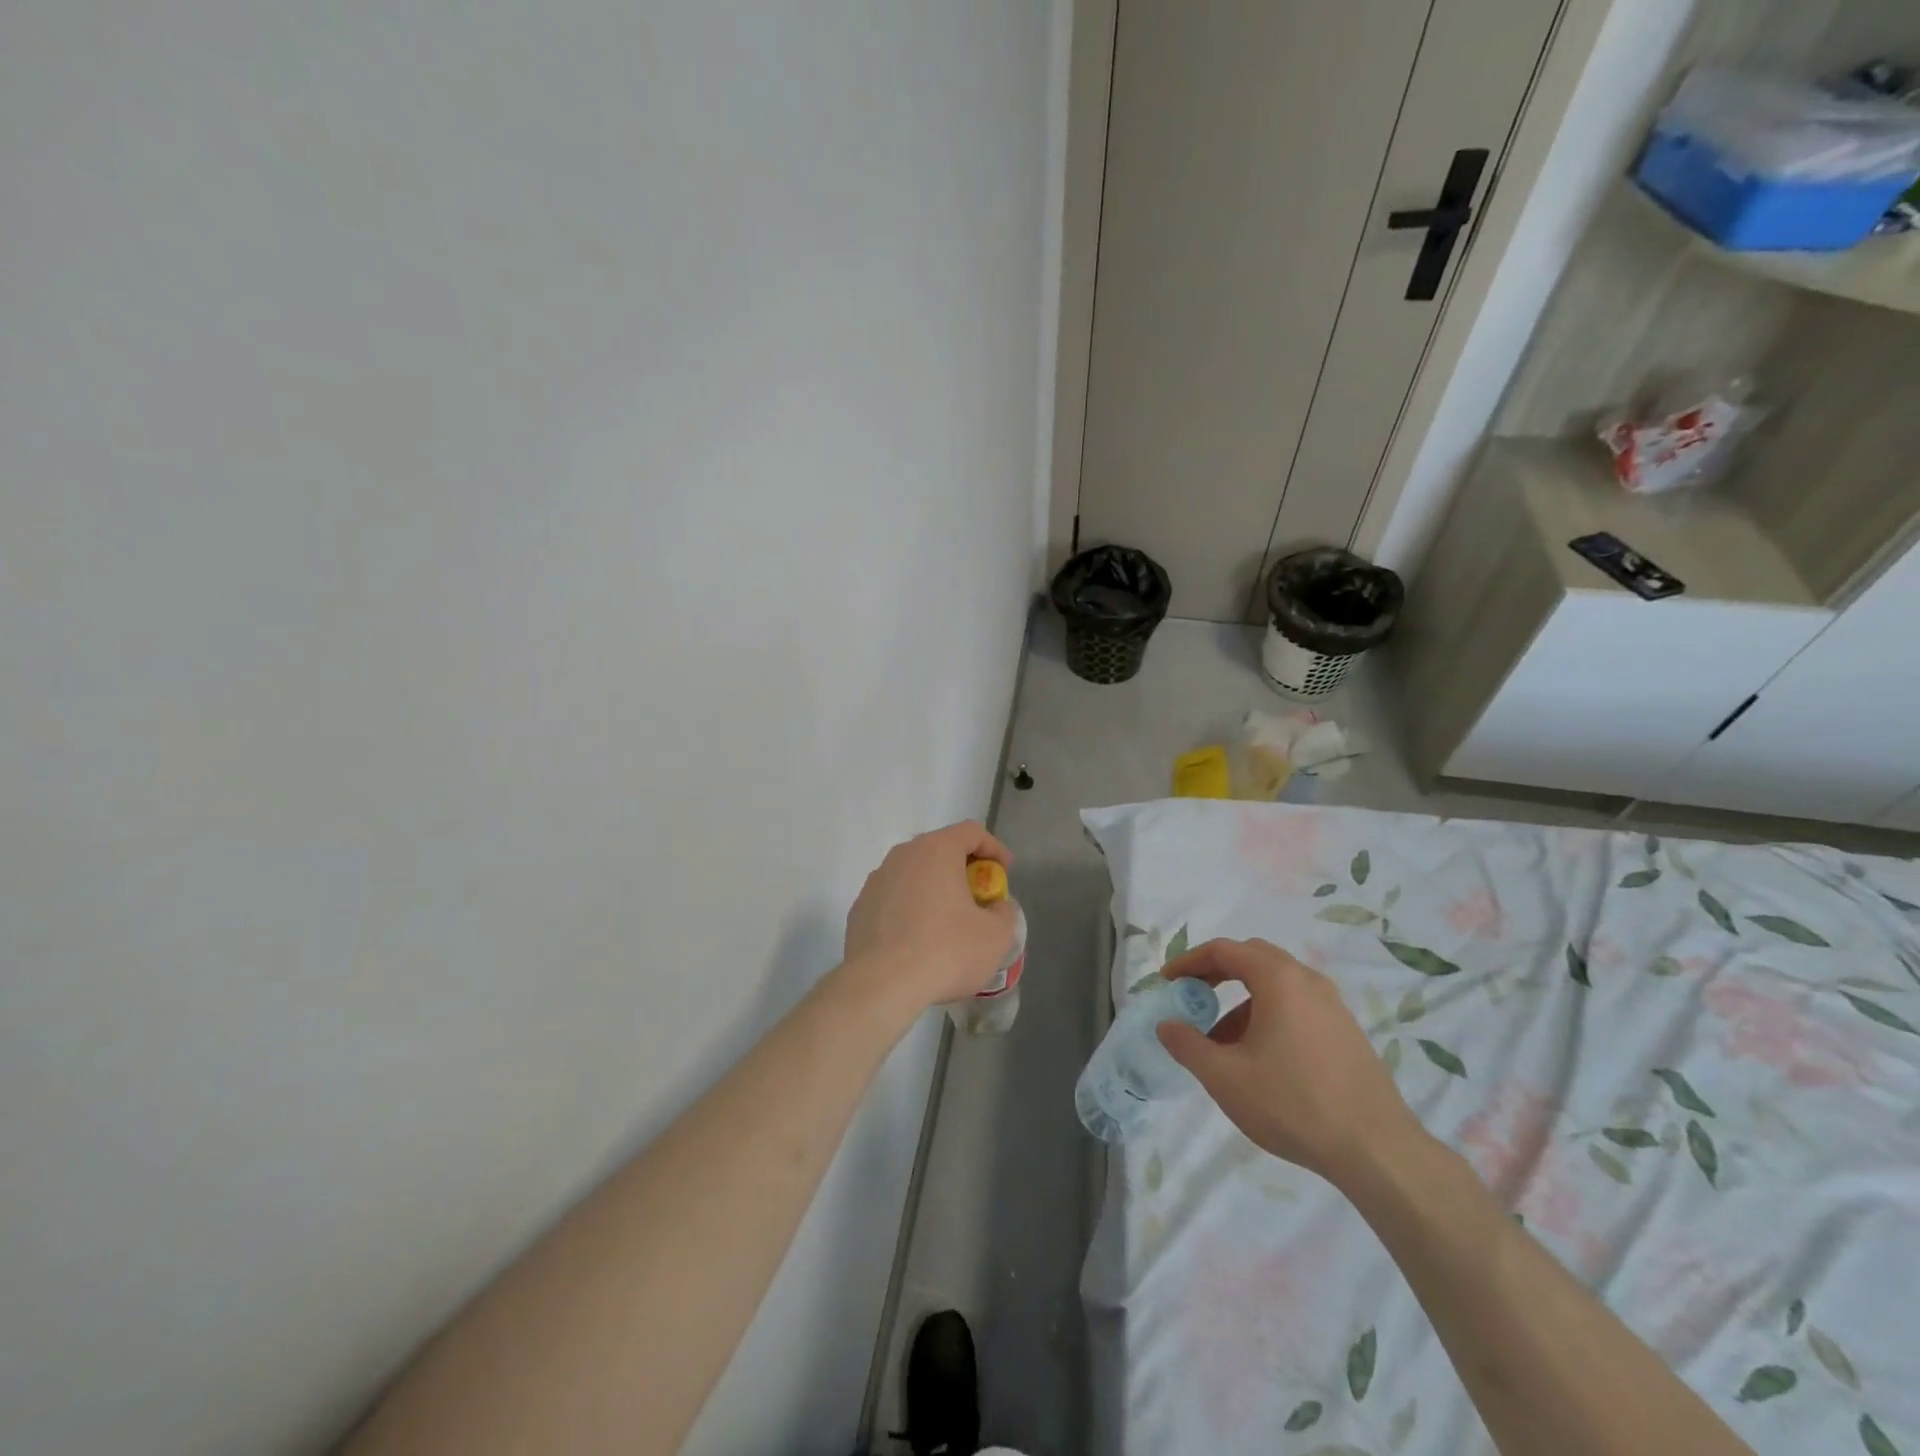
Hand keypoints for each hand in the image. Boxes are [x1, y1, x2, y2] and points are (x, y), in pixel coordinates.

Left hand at [842, 822, 1016, 1012]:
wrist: (881, 985)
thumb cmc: (945, 952)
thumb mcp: (996, 936)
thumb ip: (1003, 912)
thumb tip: (994, 907)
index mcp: (936, 850)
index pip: (971, 832)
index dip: (993, 848)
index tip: (1004, 873)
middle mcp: (903, 855)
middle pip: (940, 850)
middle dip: (963, 869)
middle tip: (979, 898)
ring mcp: (876, 880)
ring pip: (914, 874)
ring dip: (935, 889)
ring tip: (948, 922)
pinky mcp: (860, 907)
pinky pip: (894, 898)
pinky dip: (910, 909)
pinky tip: (918, 940)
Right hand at [1157, 939, 1426, 1188]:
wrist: (1377, 1151)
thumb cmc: (1292, 1103)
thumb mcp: (1225, 1077)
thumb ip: (1187, 1045)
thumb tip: (1166, 1025)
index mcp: (1278, 979)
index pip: (1223, 950)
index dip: (1189, 961)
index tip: (1167, 982)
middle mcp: (1308, 981)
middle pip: (1253, 958)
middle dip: (1217, 973)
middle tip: (1193, 997)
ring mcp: (1333, 1006)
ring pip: (1277, 985)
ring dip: (1242, 1001)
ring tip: (1222, 1042)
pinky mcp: (1347, 1033)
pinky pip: (1298, 1007)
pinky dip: (1269, 1016)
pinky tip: (1261, 1059)